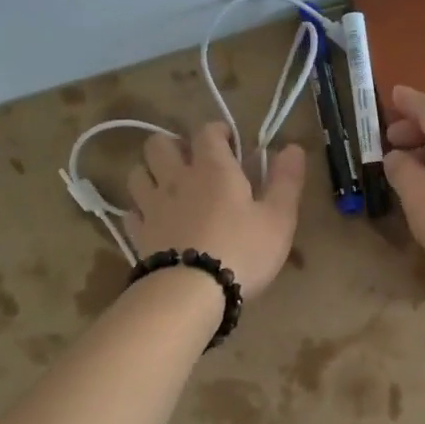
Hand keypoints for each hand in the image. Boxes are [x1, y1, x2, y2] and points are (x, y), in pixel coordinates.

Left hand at [126, 123, 305, 295]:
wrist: (192, 292)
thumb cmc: (243, 251)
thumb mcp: (279, 218)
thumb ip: (286, 180)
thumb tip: (293, 147)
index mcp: (213, 168)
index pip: (206, 131)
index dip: (218, 131)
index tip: (230, 143)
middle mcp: (176, 178)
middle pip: (159, 144)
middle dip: (174, 146)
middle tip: (192, 163)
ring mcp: (152, 206)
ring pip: (138, 173)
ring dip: (151, 173)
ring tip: (168, 187)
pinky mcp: (138, 234)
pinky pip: (131, 211)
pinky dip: (141, 210)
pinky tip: (154, 220)